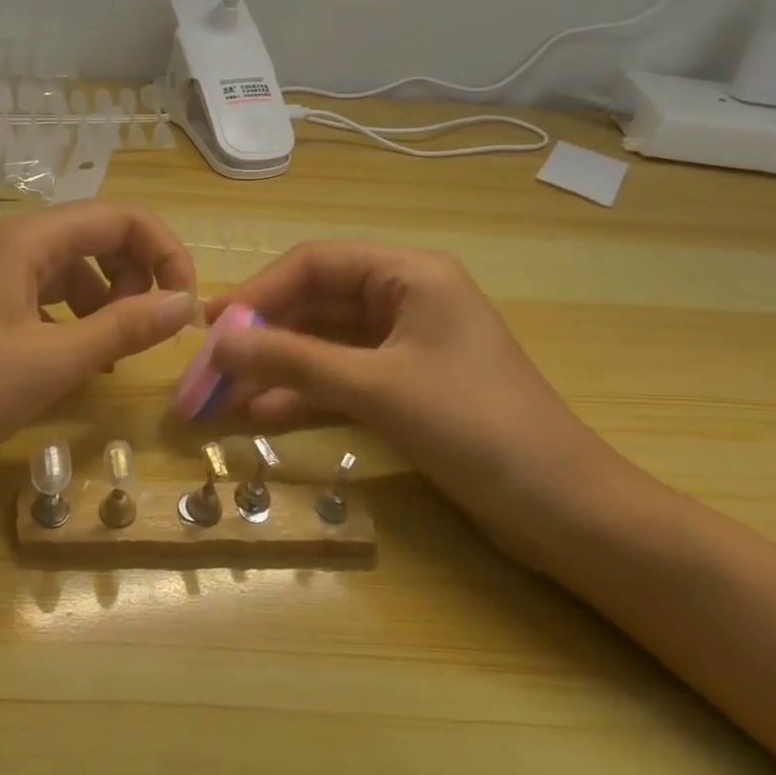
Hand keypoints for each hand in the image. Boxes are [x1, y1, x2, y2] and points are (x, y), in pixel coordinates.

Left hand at [0, 201, 197, 486]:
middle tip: (145, 330)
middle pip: (93, 235)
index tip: (184, 304)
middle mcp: (6, 244)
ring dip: (105, 298)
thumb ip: (124, 328)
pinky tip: (76, 358)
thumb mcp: (52, 363)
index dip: (163, 251)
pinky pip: (43, 294)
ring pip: (70, 266)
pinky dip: (73, 317)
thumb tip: (185, 304)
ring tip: (112, 351)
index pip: (116, 217)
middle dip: (135, 274)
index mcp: (23, 241)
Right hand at [207, 243, 628, 559]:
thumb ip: (292, 360)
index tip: (211, 325)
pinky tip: (260, 416)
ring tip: (223, 396)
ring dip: (276, 368)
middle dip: (262, 335)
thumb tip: (217, 342)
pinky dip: (302, 394)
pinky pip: (340, 378)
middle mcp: (404, 299)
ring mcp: (404, 346)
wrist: (566, 511)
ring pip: (323, 344)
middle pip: (315, 304)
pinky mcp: (405, 387)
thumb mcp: (376, 388)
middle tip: (209, 366)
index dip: (258, 291)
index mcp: (409, 275)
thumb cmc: (476, 427)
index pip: (315, 264)